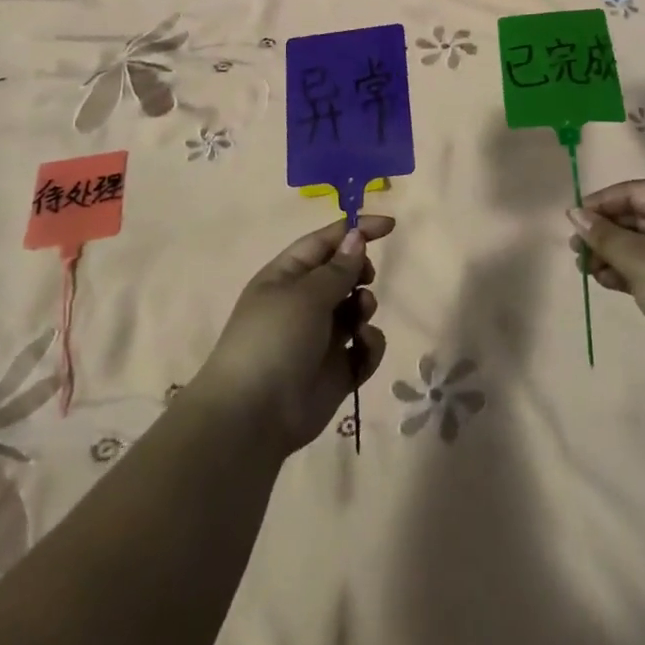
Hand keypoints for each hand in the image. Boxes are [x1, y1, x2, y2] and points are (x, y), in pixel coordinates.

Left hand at [188, 217, 390, 455]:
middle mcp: (303, 303)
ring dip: (364, 307)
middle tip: (364, 280)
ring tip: (359, 319)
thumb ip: (338, 268)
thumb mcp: (306, 295)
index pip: (325, 241)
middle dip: (360, 273)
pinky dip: (369, 344)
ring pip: (356, 309)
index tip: (391, 226)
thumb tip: (356, 237)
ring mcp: (321, 338)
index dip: (356, 230)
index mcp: (287, 276)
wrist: (253, 418)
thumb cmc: (274, 340)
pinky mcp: (337, 370)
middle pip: (344, 273)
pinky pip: (364, 347)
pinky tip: (363, 348)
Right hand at [569, 180, 644, 385]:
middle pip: (639, 217)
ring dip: (612, 254)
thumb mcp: (636, 257)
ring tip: (585, 270)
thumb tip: (574, 213)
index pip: (637, 191)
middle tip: (576, 248)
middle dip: (605, 231)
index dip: (603, 201)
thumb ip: (602, 234)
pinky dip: (629, 271)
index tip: (574, 218)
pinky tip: (606, 282)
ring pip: (644, 245)